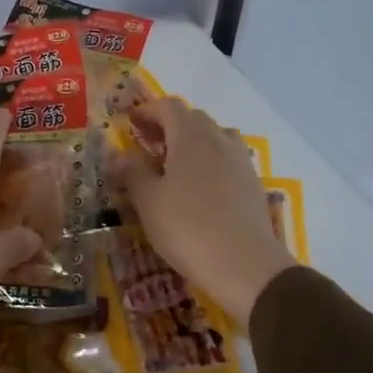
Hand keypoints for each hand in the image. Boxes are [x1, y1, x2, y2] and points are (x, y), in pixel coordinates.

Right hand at [109, 98, 295, 324]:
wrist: (245, 265)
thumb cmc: (188, 228)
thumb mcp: (148, 201)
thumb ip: (132, 172)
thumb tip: (119, 154)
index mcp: (191, 135)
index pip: (168, 106)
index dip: (147, 110)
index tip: (130, 123)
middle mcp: (219, 139)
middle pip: (193, 119)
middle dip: (168, 126)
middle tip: (147, 146)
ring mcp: (240, 160)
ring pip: (213, 137)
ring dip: (191, 143)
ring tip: (173, 166)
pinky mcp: (253, 183)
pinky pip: (227, 159)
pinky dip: (209, 162)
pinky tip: (199, 188)